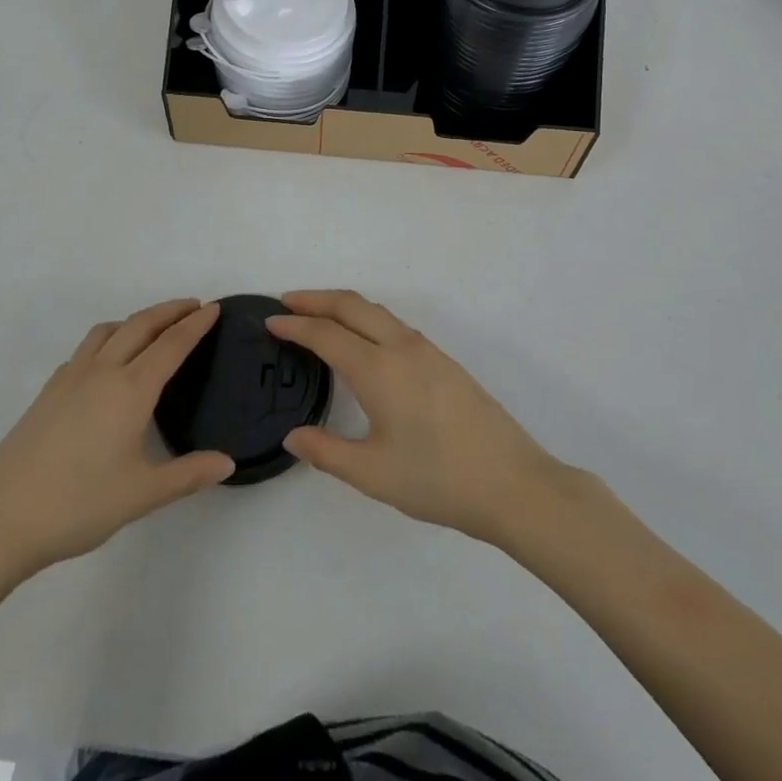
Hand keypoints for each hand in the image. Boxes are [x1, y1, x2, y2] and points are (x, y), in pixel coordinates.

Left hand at [0, 299, 233, 595]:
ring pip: (108, 330)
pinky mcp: (48, 392)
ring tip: (153, 328)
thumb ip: (187, 475)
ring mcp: (70, 378)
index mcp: (131, 390)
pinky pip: (86, 349)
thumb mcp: (141, 495)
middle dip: (170, 310)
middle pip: (141, 325)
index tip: (214, 307)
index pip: (171, 344)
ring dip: (136, 320)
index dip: (195, 324)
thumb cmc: (77, 505)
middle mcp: (102, 372)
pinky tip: (107, 364)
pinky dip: (108, 339)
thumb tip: (227, 463)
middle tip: (194, 306)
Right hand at [267, 290, 573, 547]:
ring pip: (376, 311)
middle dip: (316, 298)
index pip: (326, 334)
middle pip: (352, 305)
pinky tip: (362, 342)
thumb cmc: (437, 479)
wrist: (512, 482)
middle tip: (286, 302)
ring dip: (343, 306)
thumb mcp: (372, 474)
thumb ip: (327, 452)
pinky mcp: (444, 361)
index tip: (269, 321)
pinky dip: (366, 318)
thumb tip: (293, 436)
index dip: (295, 325)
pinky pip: (394, 324)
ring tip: (318, 317)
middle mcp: (401, 347)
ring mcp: (427, 350)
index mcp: (378, 369)